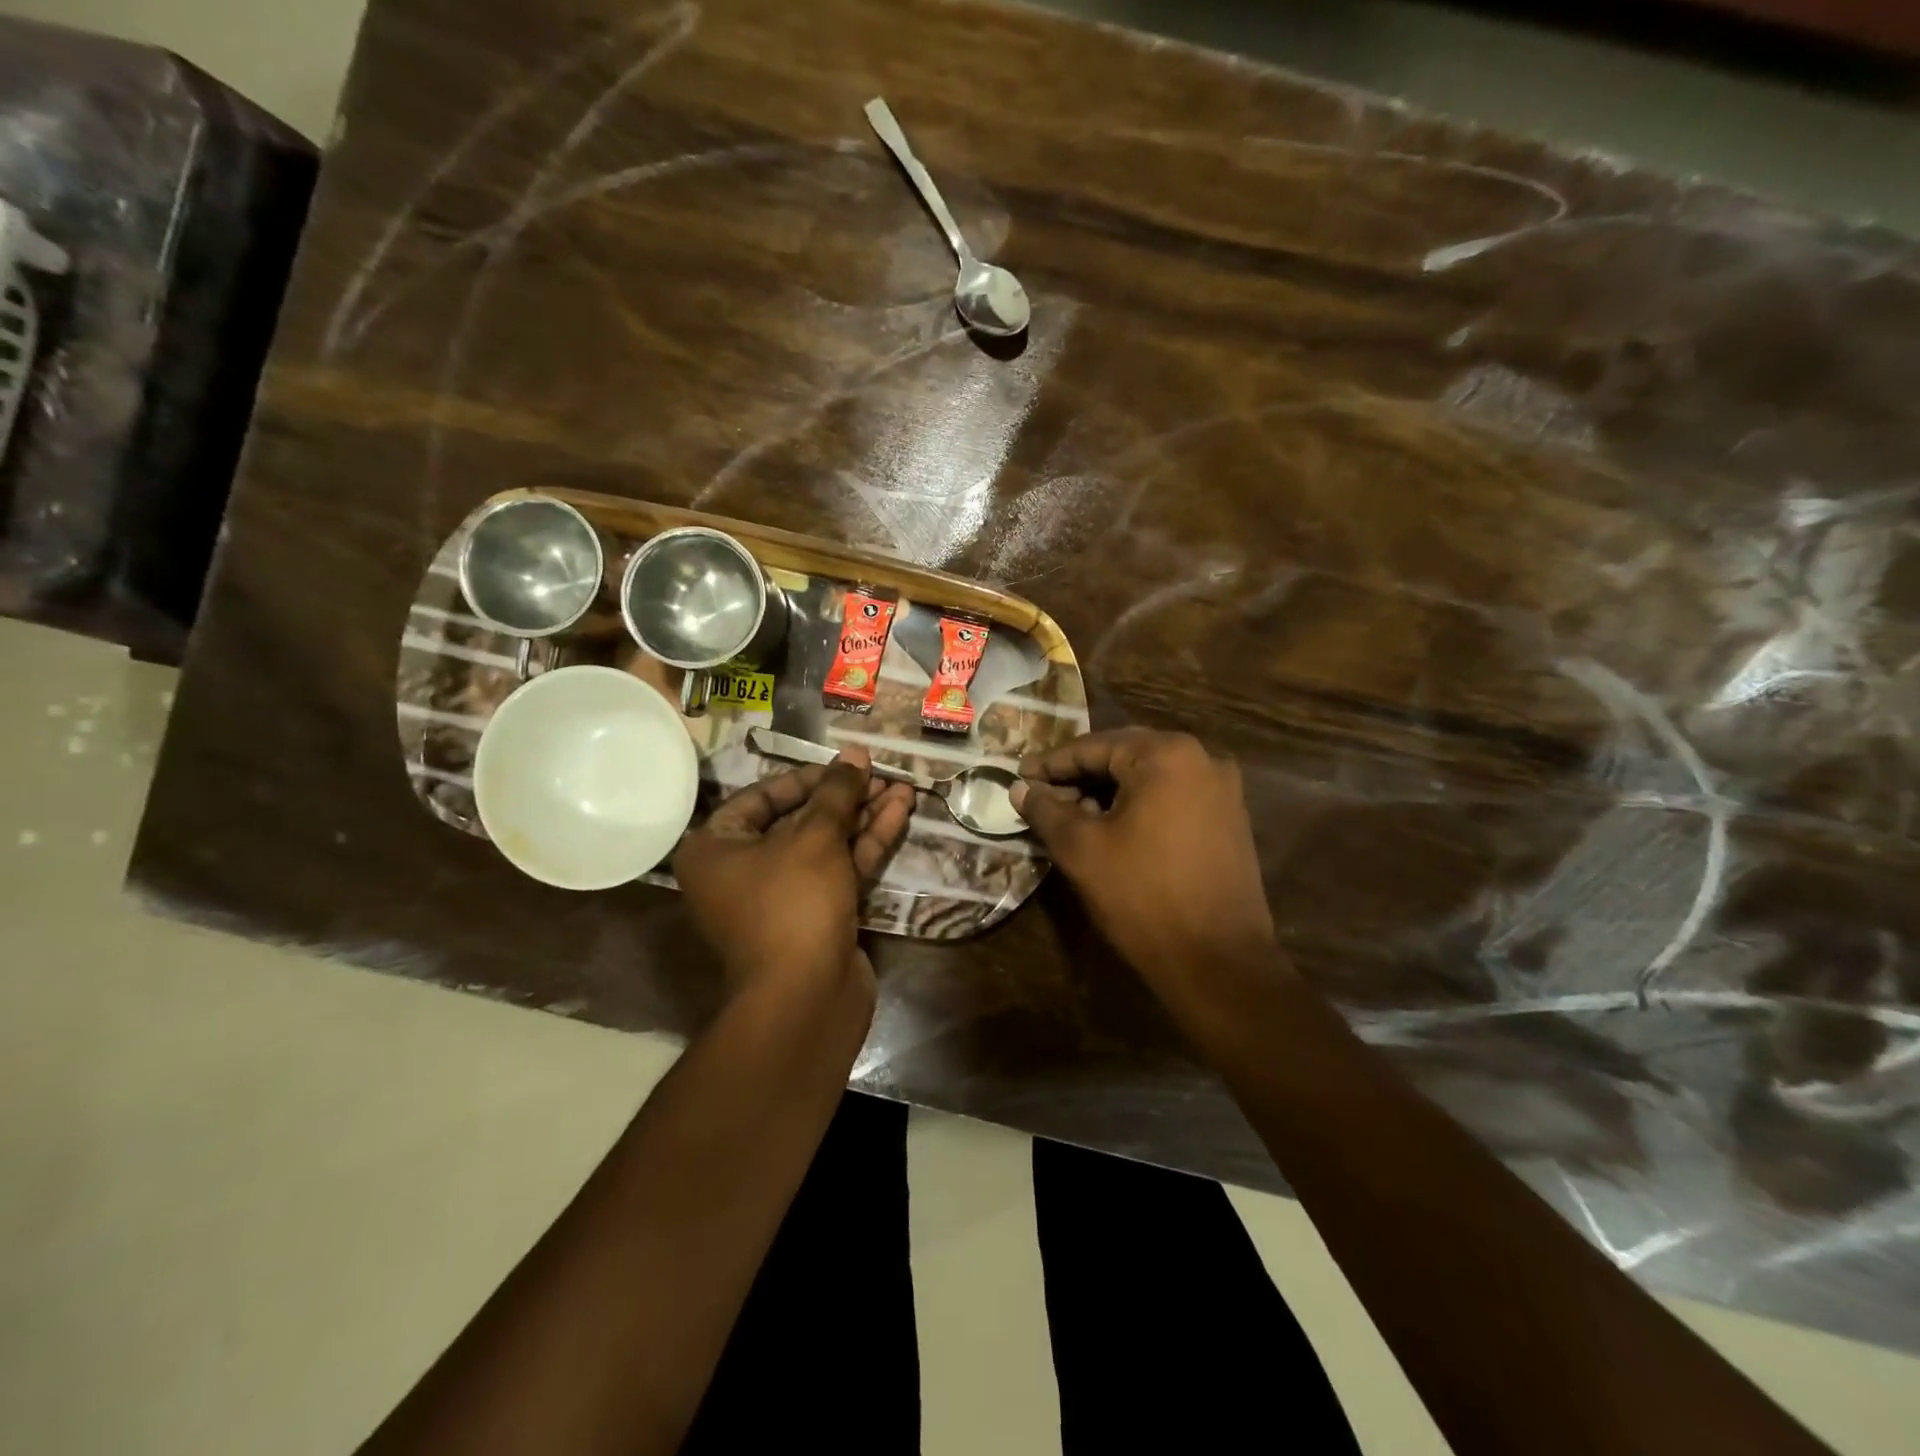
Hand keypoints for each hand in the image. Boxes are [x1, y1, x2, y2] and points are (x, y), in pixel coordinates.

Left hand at [674, 747, 914, 1007]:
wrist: (805, 999)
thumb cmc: (792, 904)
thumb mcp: (814, 838)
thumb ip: (837, 792)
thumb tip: (855, 756)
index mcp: (716, 848)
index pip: (763, 797)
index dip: (809, 777)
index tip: (846, 765)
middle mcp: (743, 870)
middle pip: (800, 820)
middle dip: (845, 797)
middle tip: (882, 773)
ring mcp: (782, 897)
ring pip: (826, 845)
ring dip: (863, 816)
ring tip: (902, 786)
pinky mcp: (817, 916)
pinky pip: (840, 869)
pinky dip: (867, 843)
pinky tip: (900, 813)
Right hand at [1013, 730, 1275, 1000]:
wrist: (1218, 961)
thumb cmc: (1143, 896)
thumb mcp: (1082, 849)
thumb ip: (1046, 810)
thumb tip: (1020, 788)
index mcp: (1166, 754)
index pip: (1093, 746)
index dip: (1051, 763)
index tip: (1018, 776)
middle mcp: (1202, 758)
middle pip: (1123, 755)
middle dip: (1079, 775)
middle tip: (1041, 794)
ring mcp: (1222, 789)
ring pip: (1148, 777)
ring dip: (1107, 791)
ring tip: (1070, 814)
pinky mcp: (1229, 818)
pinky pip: (1172, 796)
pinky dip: (1138, 805)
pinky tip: (1111, 827)